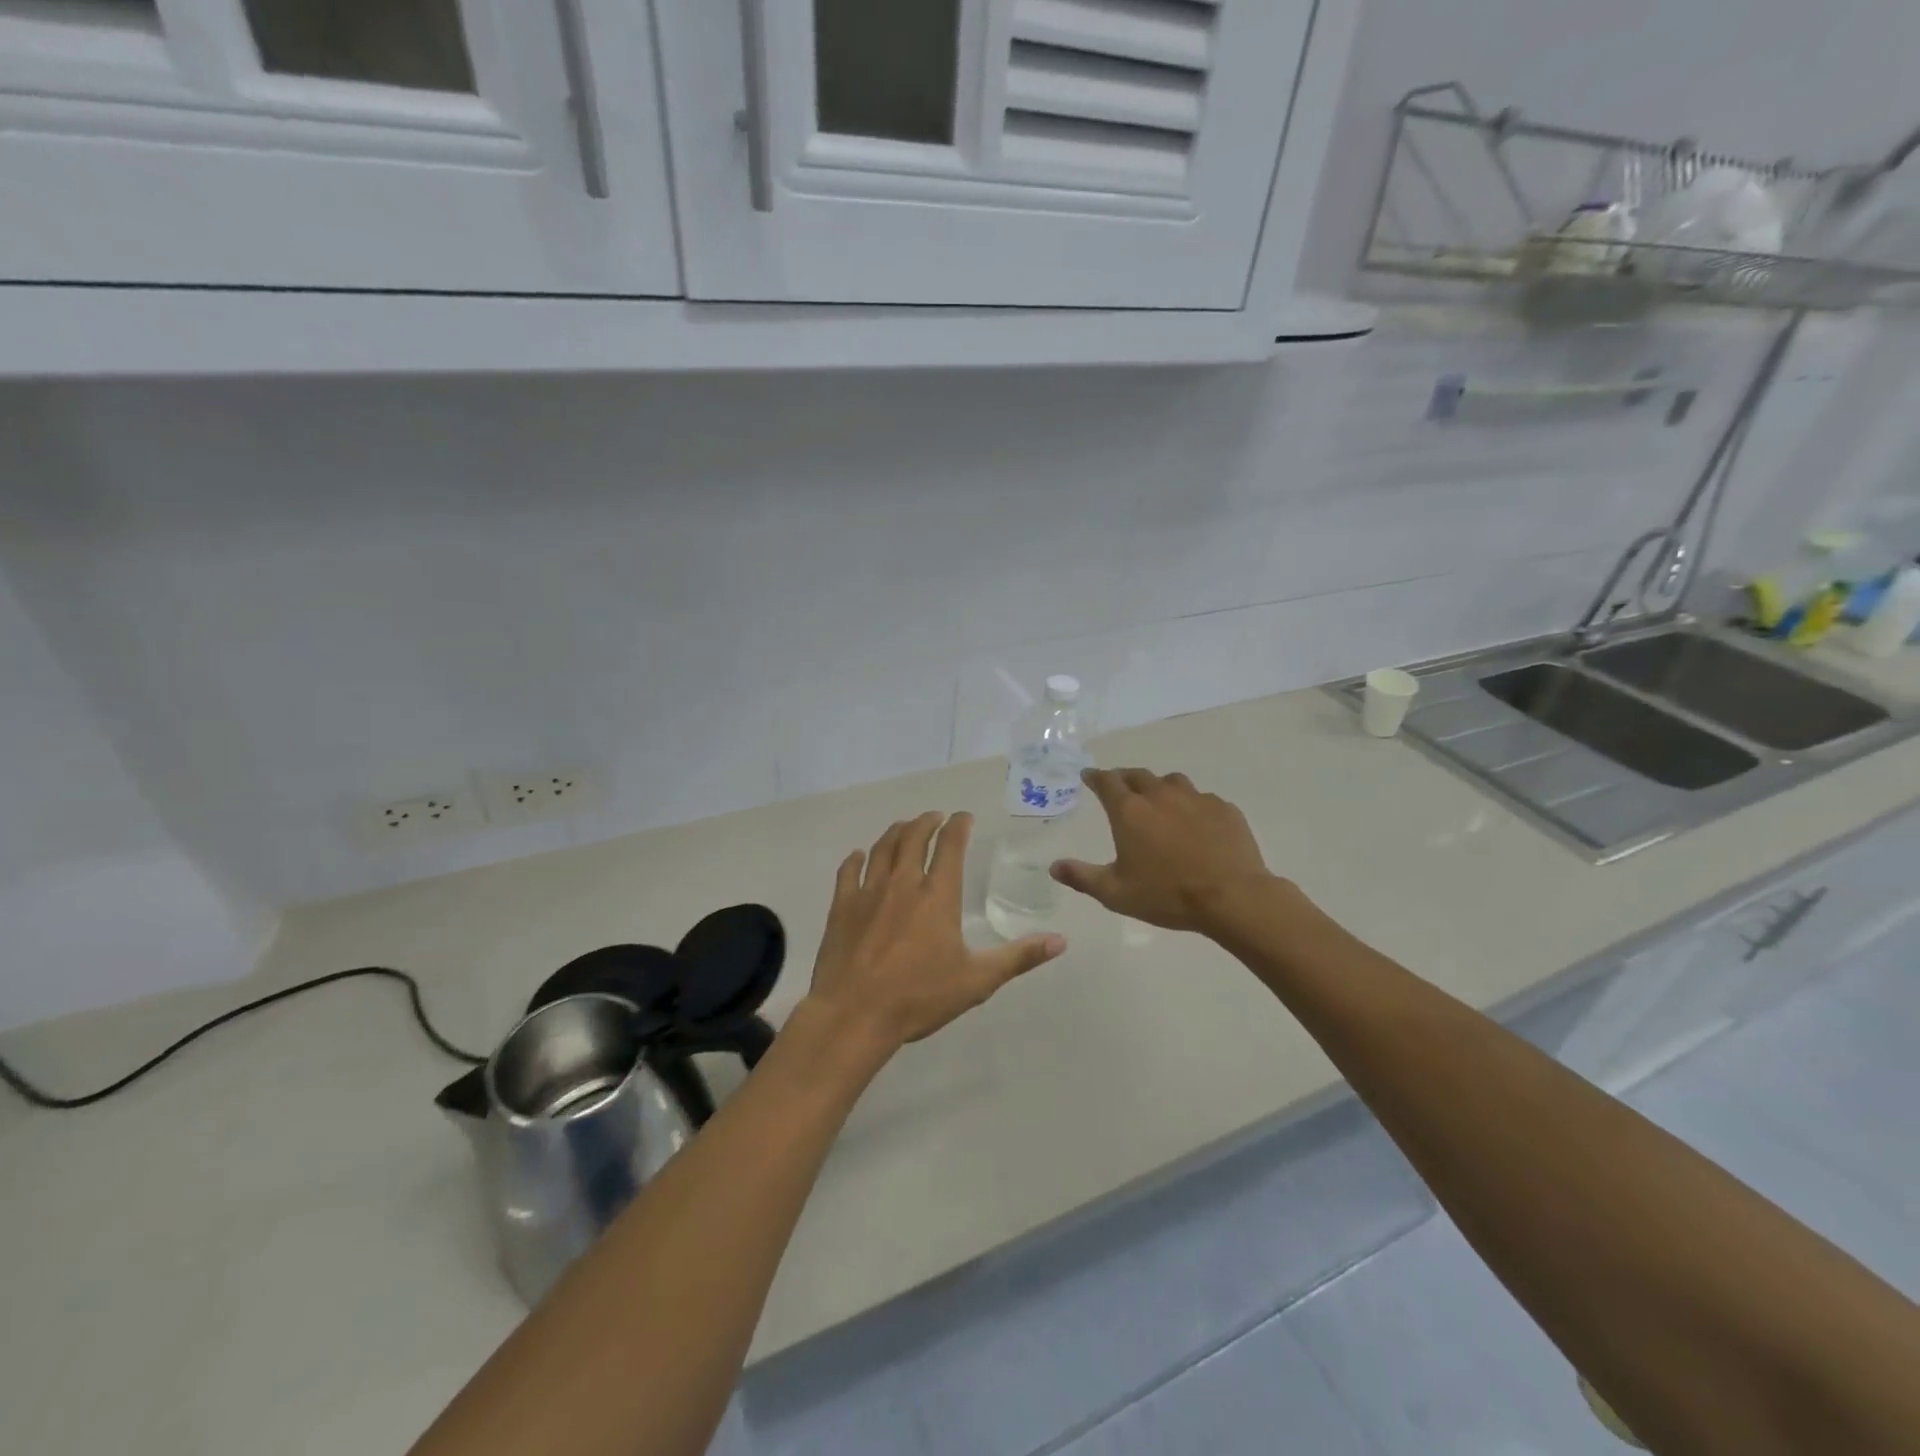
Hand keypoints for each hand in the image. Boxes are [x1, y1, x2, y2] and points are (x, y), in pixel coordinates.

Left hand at [805, 812, 1065, 1052]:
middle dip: (927, 822)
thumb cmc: (919, 997)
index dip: (959, 825)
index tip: (964, 816)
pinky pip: (848, 871)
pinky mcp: (842, 907)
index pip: (950, 846)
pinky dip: (856, 859)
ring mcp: (868, 892)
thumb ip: (1019, 957)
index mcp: (937, 895)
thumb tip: (1061, 941)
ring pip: (882, 848)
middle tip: (935, 817)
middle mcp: (903, 883)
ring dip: (896, 832)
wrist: (854, 1015)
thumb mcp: (977, 981)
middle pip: (914, 837)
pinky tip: (858, 856)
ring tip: (905, 827)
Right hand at [1051, 769, 1275, 934]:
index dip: (1095, 777)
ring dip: (1159, 787)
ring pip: (1172, 782)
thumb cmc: (1167, 895)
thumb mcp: (1116, 893)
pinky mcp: (1223, 808)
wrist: (1232, 897)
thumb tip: (1054, 867)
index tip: (1088, 776)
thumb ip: (1082, 877)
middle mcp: (1160, 796)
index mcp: (1130, 812)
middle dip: (1124, 778)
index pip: (1107, 782)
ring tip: (1158, 801)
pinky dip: (1192, 805)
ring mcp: (1195, 799)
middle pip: (1138, 775)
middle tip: (1120, 786)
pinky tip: (1195, 823)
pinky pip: (1202, 799)